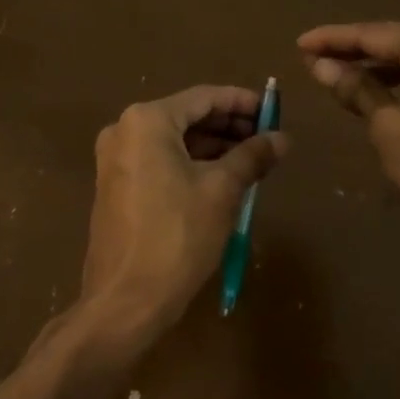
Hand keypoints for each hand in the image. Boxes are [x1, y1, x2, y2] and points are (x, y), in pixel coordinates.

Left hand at [81, 84, 287, 333]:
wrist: (124, 301)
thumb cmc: (176, 236)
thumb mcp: (222, 191)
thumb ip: (252, 157)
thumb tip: (283, 138)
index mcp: (147, 121)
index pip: (204, 97)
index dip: (241, 102)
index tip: (272, 109)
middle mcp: (125, 130)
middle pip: (187, 116)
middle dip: (228, 125)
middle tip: (266, 136)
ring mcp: (116, 159)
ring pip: (174, 140)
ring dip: (213, 146)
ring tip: (252, 159)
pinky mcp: (116, 185)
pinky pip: (160, 160)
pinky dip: (191, 163)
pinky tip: (223, 177)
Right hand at [299, 22, 399, 247]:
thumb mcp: (389, 127)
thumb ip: (357, 89)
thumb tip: (321, 66)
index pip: (373, 34)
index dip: (333, 39)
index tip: (299, 44)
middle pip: (392, 43)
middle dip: (351, 51)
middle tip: (311, 58)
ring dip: (372, 69)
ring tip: (335, 77)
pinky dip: (395, 84)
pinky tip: (373, 97)